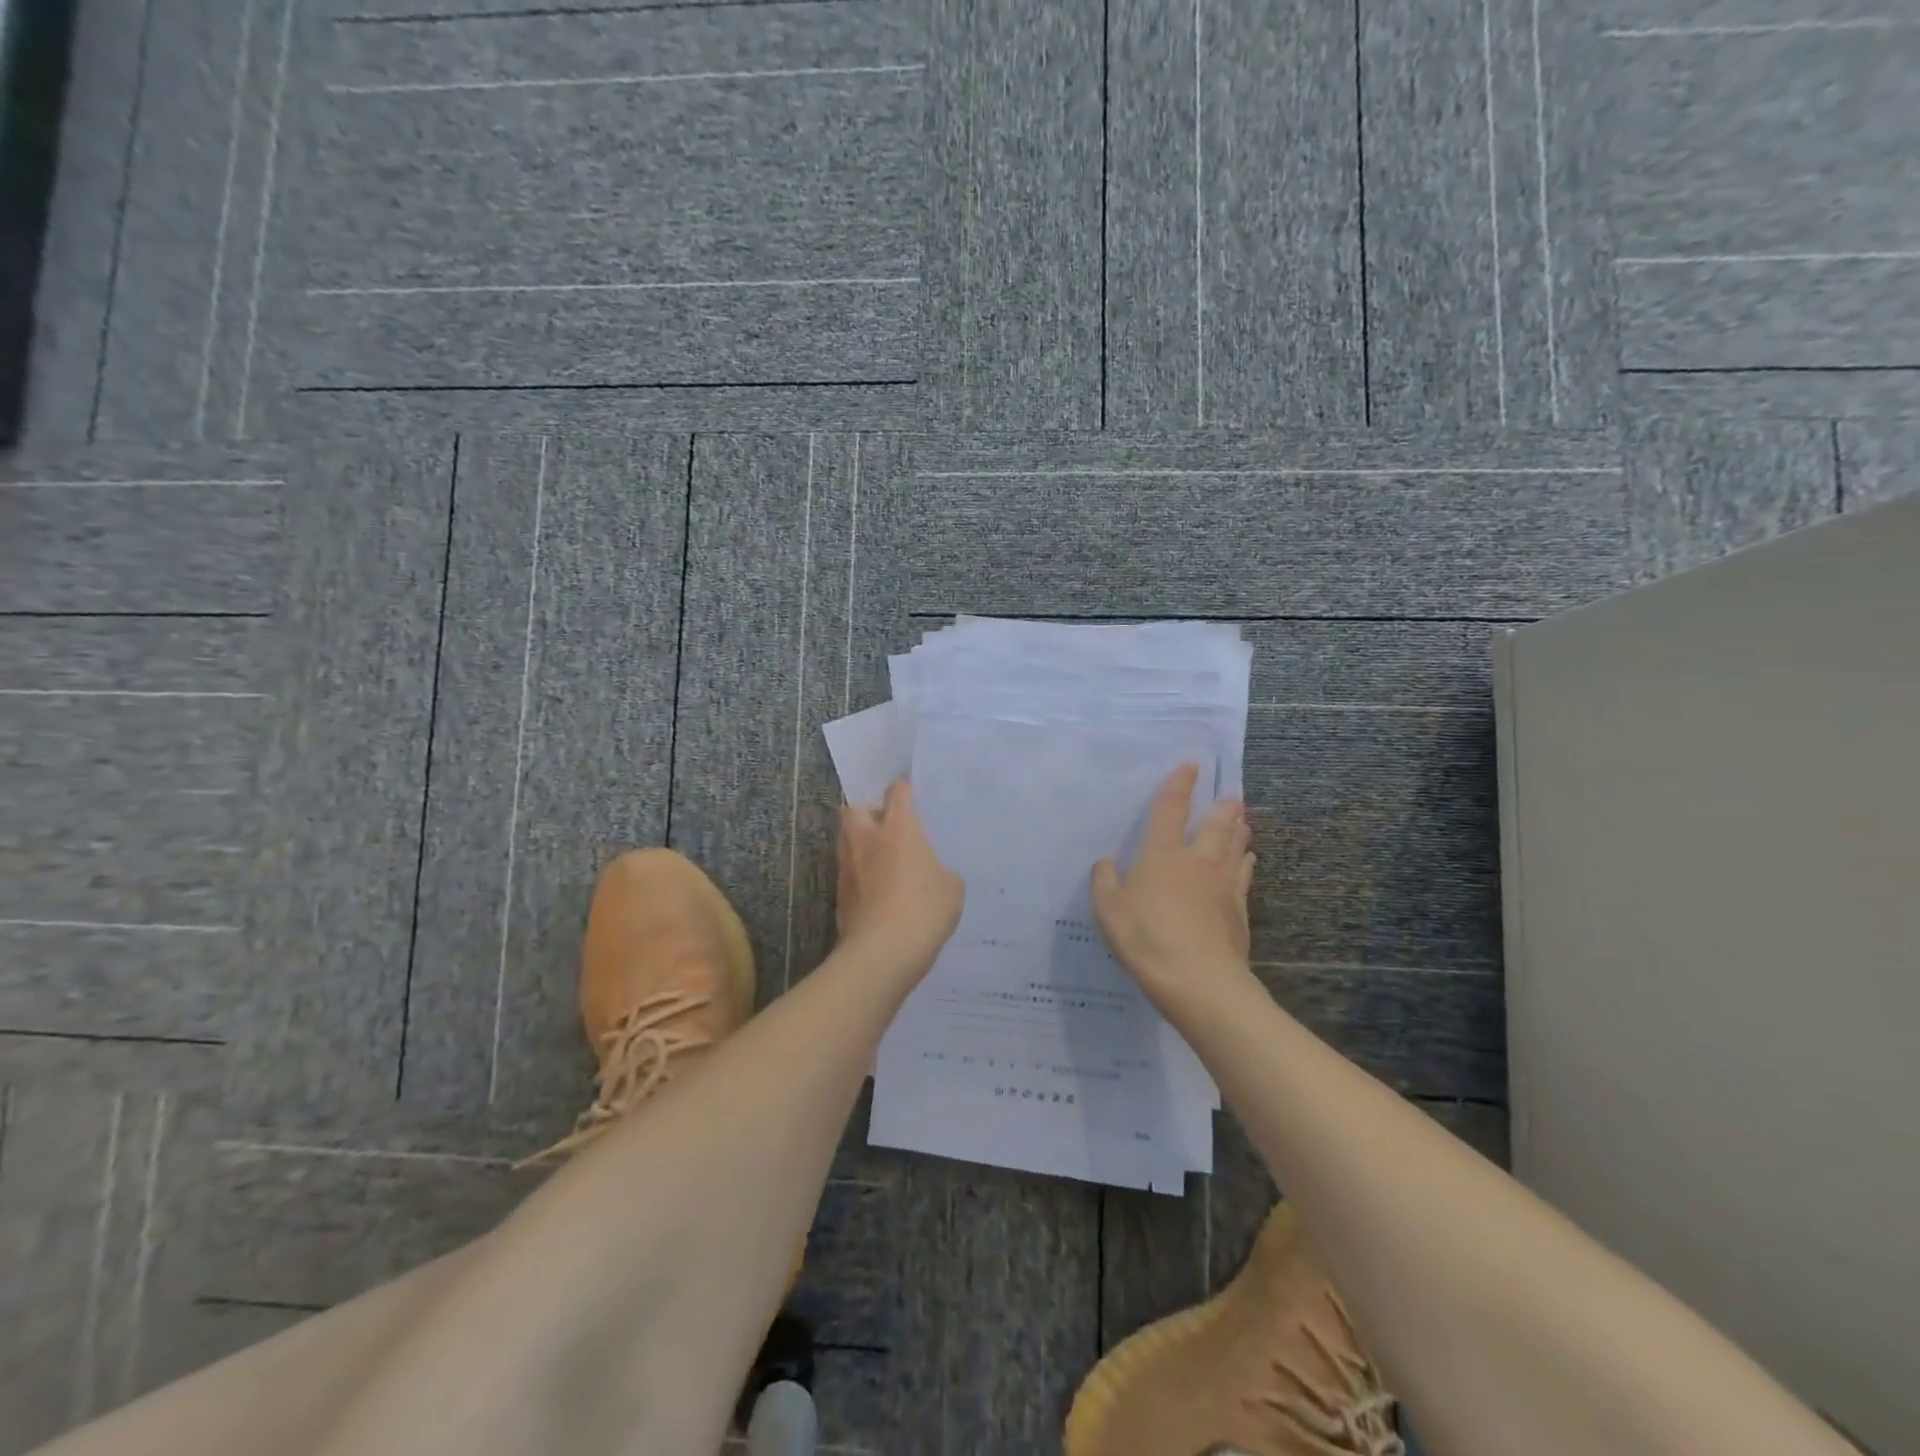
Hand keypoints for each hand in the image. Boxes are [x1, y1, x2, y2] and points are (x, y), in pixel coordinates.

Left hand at [837, 778, 964, 970]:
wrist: (882, 952)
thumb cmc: (924, 910)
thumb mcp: (951, 887)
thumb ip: (940, 870)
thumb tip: (929, 873)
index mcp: (898, 828)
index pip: (897, 793)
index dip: (903, 788)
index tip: (908, 789)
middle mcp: (867, 839)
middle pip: (854, 808)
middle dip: (867, 811)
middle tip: (886, 825)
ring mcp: (848, 866)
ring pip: (846, 839)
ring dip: (859, 841)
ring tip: (880, 857)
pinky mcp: (839, 893)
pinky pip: (847, 871)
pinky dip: (858, 872)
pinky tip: (875, 888)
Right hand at [1092, 763, 1254, 1001]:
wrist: (1198, 979)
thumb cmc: (1146, 938)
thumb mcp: (1108, 910)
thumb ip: (1104, 881)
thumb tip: (1106, 862)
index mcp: (1162, 855)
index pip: (1170, 810)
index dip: (1179, 786)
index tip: (1190, 767)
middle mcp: (1197, 861)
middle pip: (1214, 826)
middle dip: (1222, 808)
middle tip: (1232, 795)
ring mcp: (1222, 885)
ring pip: (1234, 848)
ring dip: (1238, 831)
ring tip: (1243, 819)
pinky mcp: (1239, 911)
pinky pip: (1244, 877)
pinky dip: (1246, 863)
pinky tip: (1249, 860)